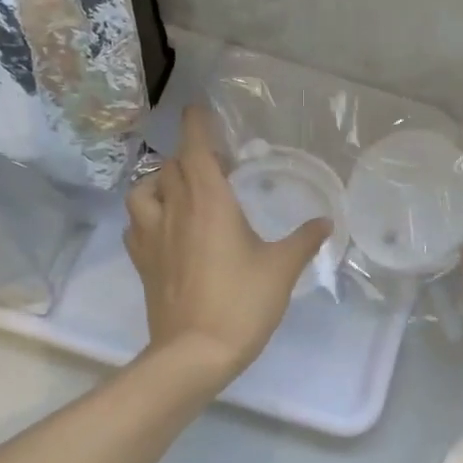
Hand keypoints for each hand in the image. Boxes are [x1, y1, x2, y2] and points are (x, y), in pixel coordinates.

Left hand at [125, 106, 329, 388]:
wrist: (194, 353)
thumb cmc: (242, 302)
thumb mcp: (281, 268)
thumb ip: (304, 240)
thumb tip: (326, 222)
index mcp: (209, 202)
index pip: (195, 149)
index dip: (196, 125)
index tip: (199, 109)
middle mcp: (175, 210)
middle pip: (171, 165)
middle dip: (189, 154)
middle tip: (214, 161)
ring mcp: (152, 236)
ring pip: (143, 190)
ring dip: (160, 180)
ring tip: (181, 189)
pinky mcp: (143, 262)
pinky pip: (136, 224)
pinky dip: (148, 214)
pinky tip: (165, 227)